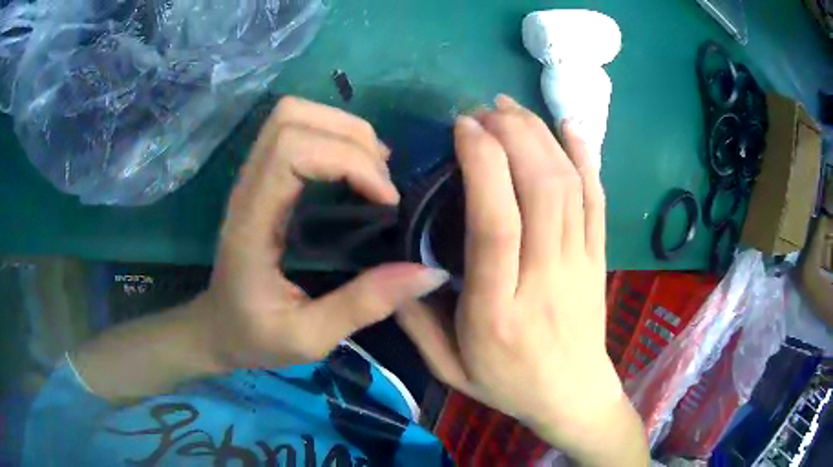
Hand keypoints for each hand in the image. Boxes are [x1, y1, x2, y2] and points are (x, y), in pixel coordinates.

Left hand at [202, 96, 448, 369]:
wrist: (218, 328)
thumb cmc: (255, 336)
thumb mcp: (310, 338)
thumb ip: (364, 305)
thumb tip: (429, 272)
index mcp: (252, 222)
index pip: (292, 150)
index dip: (350, 162)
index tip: (387, 201)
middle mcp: (247, 187)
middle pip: (293, 117)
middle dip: (352, 138)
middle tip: (383, 185)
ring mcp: (251, 176)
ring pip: (293, 114)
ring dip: (344, 131)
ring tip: (374, 172)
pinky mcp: (262, 177)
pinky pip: (296, 130)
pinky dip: (334, 135)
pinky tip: (356, 169)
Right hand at [396, 95, 646, 464]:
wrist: (574, 396)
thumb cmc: (509, 386)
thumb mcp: (448, 369)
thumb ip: (416, 321)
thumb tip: (396, 266)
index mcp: (497, 311)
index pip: (495, 224)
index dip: (482, 164)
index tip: (464, 129)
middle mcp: (543, 281)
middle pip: (540, 190)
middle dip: (513, 135)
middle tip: (485, 111)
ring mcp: (580, 265)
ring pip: (569, 187)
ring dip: (542, 137)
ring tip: (513, 110)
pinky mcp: (599, 259)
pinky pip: (598, 201)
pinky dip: (586, 158)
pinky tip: (569, 127)